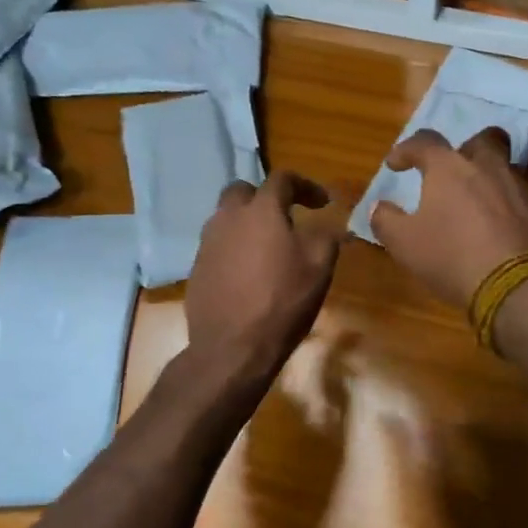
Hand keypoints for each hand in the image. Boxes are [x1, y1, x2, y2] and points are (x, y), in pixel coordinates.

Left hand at [187, 172, 343, 373]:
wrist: (232, 348)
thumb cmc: (282, 302)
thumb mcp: (319, 267)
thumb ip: (327, 235)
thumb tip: (331, 222)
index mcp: (261, 210)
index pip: (283, 179)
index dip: (306, 185)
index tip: (322, 203)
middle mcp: (228, 218)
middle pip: (243, 191)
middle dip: (266, 197)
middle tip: (286, 218)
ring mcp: (207, 243)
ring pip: (226, 218)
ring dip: (248, 223)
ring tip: (268, 247)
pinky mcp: (197, 268)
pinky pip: (218, 245)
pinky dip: (235, 248)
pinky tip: (249, 273)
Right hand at [370, 128, 527, 307]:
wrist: (519, 285)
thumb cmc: (452, 256)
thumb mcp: (405, 243)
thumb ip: (386, 220)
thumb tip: (379, 207)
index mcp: (450, 167)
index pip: (424, 142)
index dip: (406, 150)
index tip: (395, 164)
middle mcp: (488, 167)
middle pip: (482, 140)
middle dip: (465, 150)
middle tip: (452, 171)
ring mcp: (520, 188)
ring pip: (504, 168)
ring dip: (487, 179)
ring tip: (473, 204)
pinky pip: (519, 198)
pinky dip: (505, 206)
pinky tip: (496, 229)